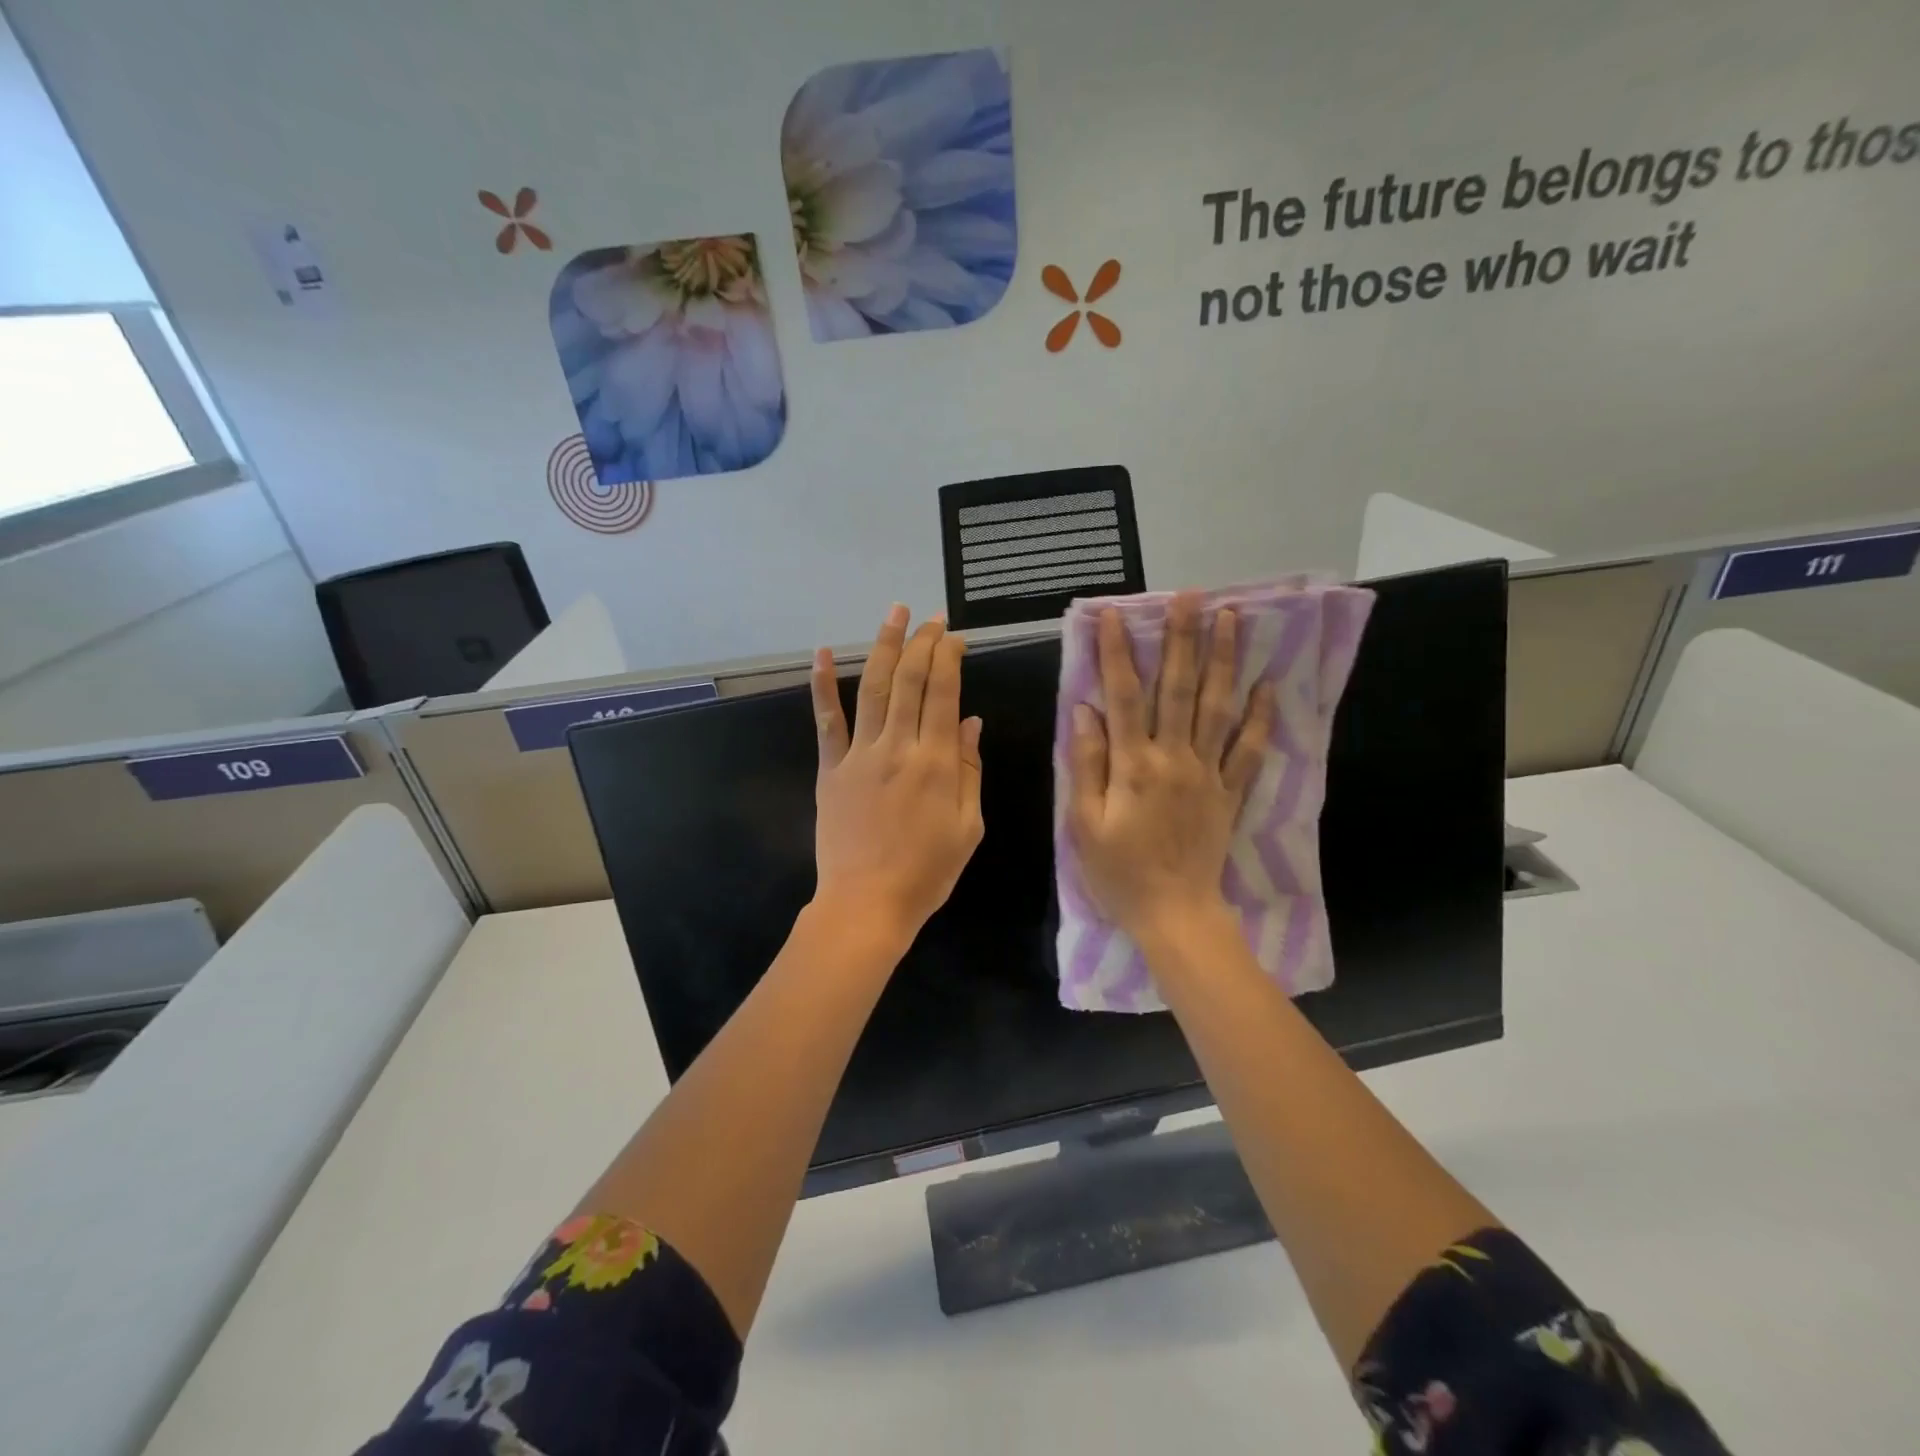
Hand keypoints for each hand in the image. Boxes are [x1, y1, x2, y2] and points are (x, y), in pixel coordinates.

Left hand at [810, 605, 984, 945]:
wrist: (867, 904)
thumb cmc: (927, 872)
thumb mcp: (968, 827)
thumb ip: (970, 771)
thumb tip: (970, 722)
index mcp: (936, 762)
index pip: (944, 693)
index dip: (949, 658)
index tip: (955, 636)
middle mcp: (898, 747)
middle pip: (911, 681)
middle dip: (923, 643)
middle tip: (931, 618)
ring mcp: (859, 755)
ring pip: (874, 689)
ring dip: (885, 647)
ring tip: (895, 614)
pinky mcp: (831, 769)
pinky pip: (826, 722)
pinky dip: (823, 686)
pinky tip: (823, 653)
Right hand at [1067, 592, 1274, 945]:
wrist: (1174, 914)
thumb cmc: (1119, 872)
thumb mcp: (1084, 823)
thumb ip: (1087, 763)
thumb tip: (1085, 710)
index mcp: (1133, 765)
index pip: (1123, 695)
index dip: (1117, 652)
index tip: (1114, 614)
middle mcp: (1173, 758)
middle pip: (1178, 688)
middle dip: (1183, 639)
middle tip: (1190, 596)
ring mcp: (1208, 773)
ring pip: (1217, 707)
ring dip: (1224, 660)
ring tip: (1231, 618)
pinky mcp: (1230, 793)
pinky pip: (1249, 751)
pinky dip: (1259, 718)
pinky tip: (1268, 686)